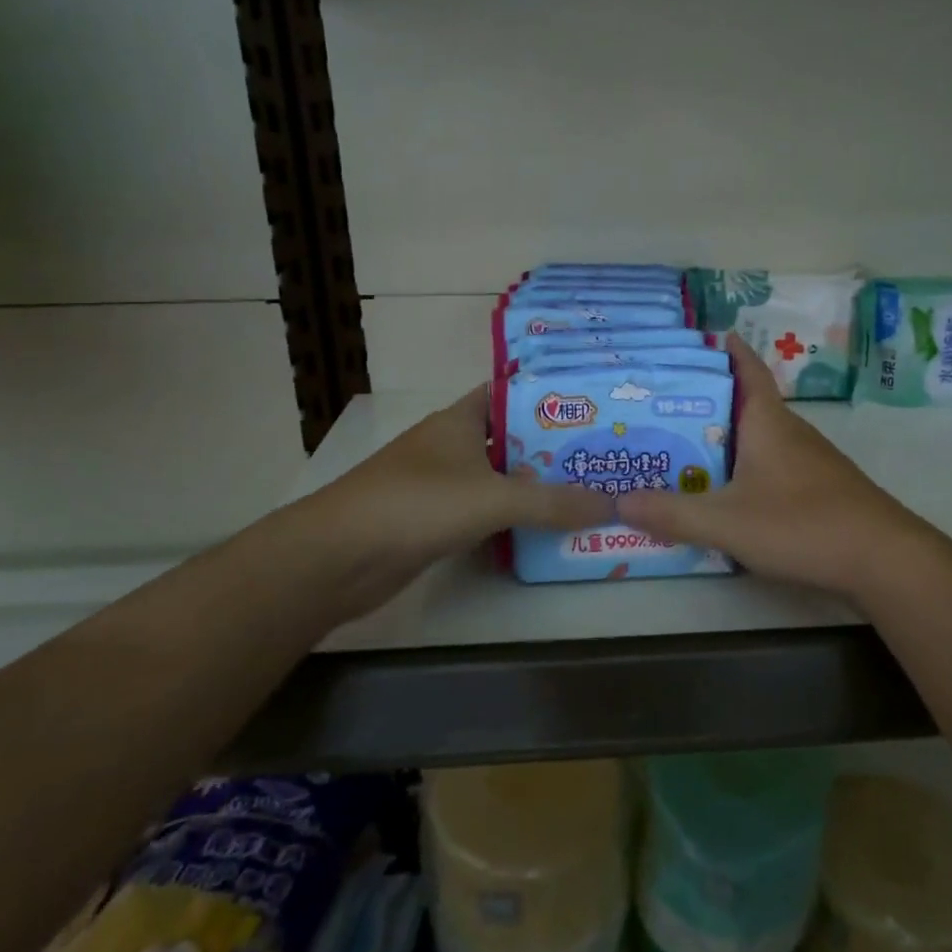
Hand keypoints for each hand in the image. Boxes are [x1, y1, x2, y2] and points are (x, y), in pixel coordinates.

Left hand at [304, 387, 605, 587]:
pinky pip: (484, 511)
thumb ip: (553, 502)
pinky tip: (544, 528)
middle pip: (510, 439)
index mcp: (459, 420)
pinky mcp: (433, 521)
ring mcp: (439, 484)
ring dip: (534, 486)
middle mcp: (450, 445)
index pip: (509, 394)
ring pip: (498, 478)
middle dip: (551, 447)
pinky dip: (511, 517)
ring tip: (586, 489)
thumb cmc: (417, 504)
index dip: (546, 397)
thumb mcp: (494, 498)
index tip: (589, 406)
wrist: (339, 557)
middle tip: (600, 455)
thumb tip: (612, 504)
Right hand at [616, 334, 936, 601]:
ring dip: (728, 435)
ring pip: (761, 436)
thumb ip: (673, 513)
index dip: (727, 350)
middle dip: (710, 399)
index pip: (747, 369)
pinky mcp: (820, 488)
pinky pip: (774, 463)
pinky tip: (730, 490)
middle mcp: (790, 431)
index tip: (702, 336)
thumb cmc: (801, 523)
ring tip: (687, 446)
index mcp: (768, 422)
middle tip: (665, 404)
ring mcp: (810, 460)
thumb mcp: (726, 521)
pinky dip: (747, 465)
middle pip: (747, 402)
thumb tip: (618, 499)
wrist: (883, 557)